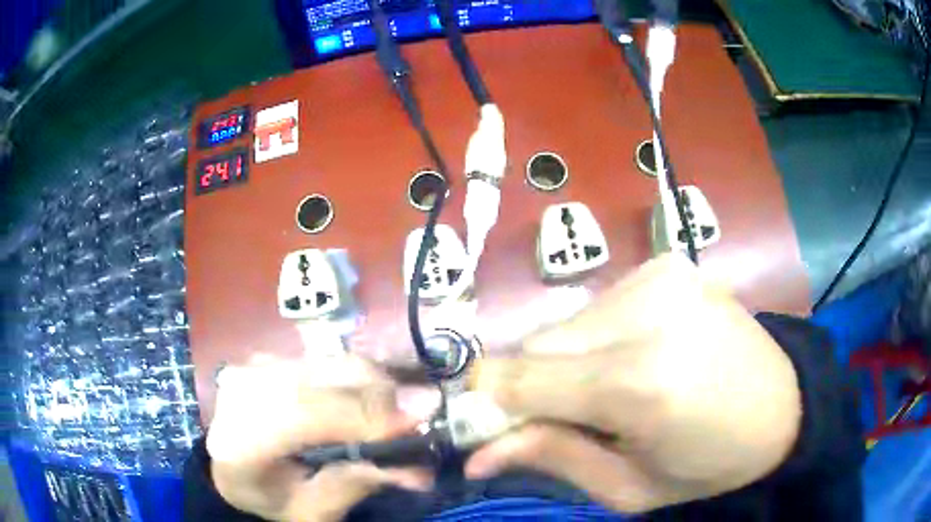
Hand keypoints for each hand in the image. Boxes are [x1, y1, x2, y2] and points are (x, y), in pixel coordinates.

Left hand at [207, 354, 431, 521]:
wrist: (231, 466)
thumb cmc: (269, 497)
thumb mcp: (311, 512)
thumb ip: (354, 487)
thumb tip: (419, 468)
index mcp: (240, 440)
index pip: (301, 413)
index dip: (362, 413)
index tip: (419, 418)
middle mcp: (242, 390)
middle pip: (323, 379)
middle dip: (383, 394)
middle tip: (426, 415)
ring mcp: (255, 365)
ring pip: (331, 362)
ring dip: (378, 383)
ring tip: (406, 410)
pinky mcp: (272, 355)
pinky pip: (329, 358)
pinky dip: (363, 376)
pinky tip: (381, 395)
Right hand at [466, 254, 801, 511]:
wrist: (783, 405)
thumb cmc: (710, 463)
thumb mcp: (629, 488)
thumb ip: (552, 459)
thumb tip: (476, 454)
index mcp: (640, 384)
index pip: (521, 379)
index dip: (484, 402)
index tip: (475, 426)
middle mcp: (647, 314)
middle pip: (539, 345)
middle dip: (530, 387)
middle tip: (556, 420)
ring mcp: (659, 277)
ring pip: (566, 325)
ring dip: (567, 363)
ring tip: (608, 392)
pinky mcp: (667, 265)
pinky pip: (599, 307)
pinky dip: (597, 339)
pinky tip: (635, 357)